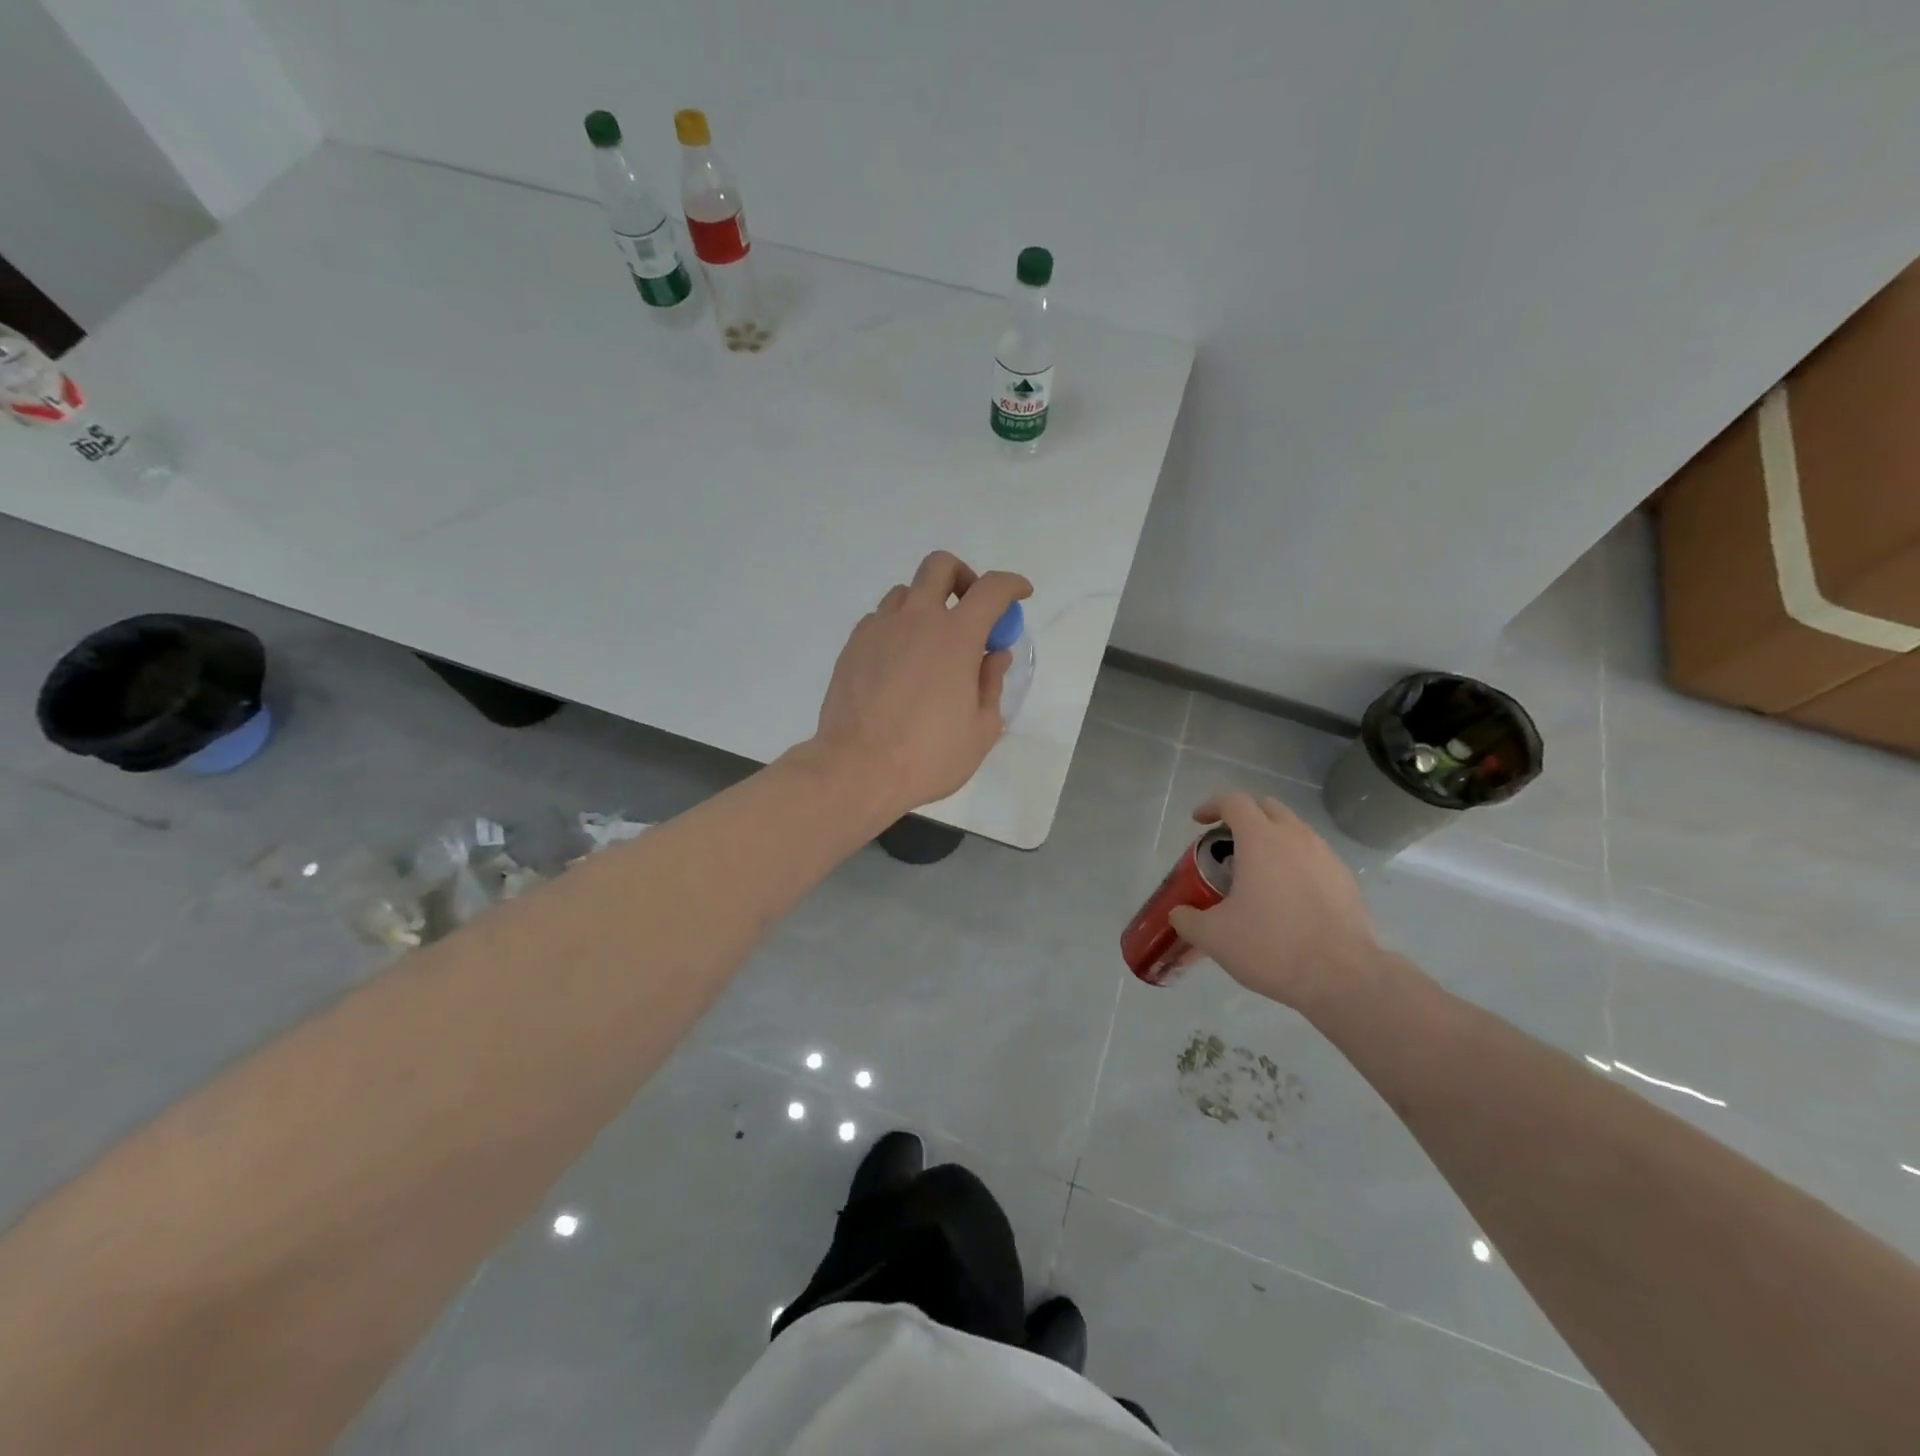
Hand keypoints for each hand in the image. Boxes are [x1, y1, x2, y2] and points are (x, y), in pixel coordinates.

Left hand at [805, 551, 1031, 814]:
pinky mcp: (852, 645)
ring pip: (906, 591)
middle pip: (940, 566)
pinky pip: (880, 619)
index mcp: (956, 637)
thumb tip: (995, 654)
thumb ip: (992, 684)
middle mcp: (916, 619)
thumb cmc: (928, 756)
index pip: (992, 589)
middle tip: (971, 610)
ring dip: (927, 604)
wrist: (857, 769)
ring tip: (932, 643)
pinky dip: (898, 627)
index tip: (1021, 594)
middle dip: (963, 578)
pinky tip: (900, 663)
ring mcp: (879, 629)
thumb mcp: (980, 729)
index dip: (1012, 585)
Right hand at [1167, 791, 1381, 1010]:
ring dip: (1273, 838)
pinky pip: (1315, 856)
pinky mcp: (1346, 879)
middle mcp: (1296, 837)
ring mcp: (1326, 856)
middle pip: (1267, 807)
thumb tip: (1179, 913)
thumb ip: (1188, 919)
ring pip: (1295, 830)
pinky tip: (1289, 896)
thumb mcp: (1214, 937)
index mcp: (1260, 839)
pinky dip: (1296, 862)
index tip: (1199, 823)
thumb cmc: (1271, 946)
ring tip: (1258, 871)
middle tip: (1228, 844)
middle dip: (1244, 817)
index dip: (1212, 806)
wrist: (1342, 977)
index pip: (1233, 801)